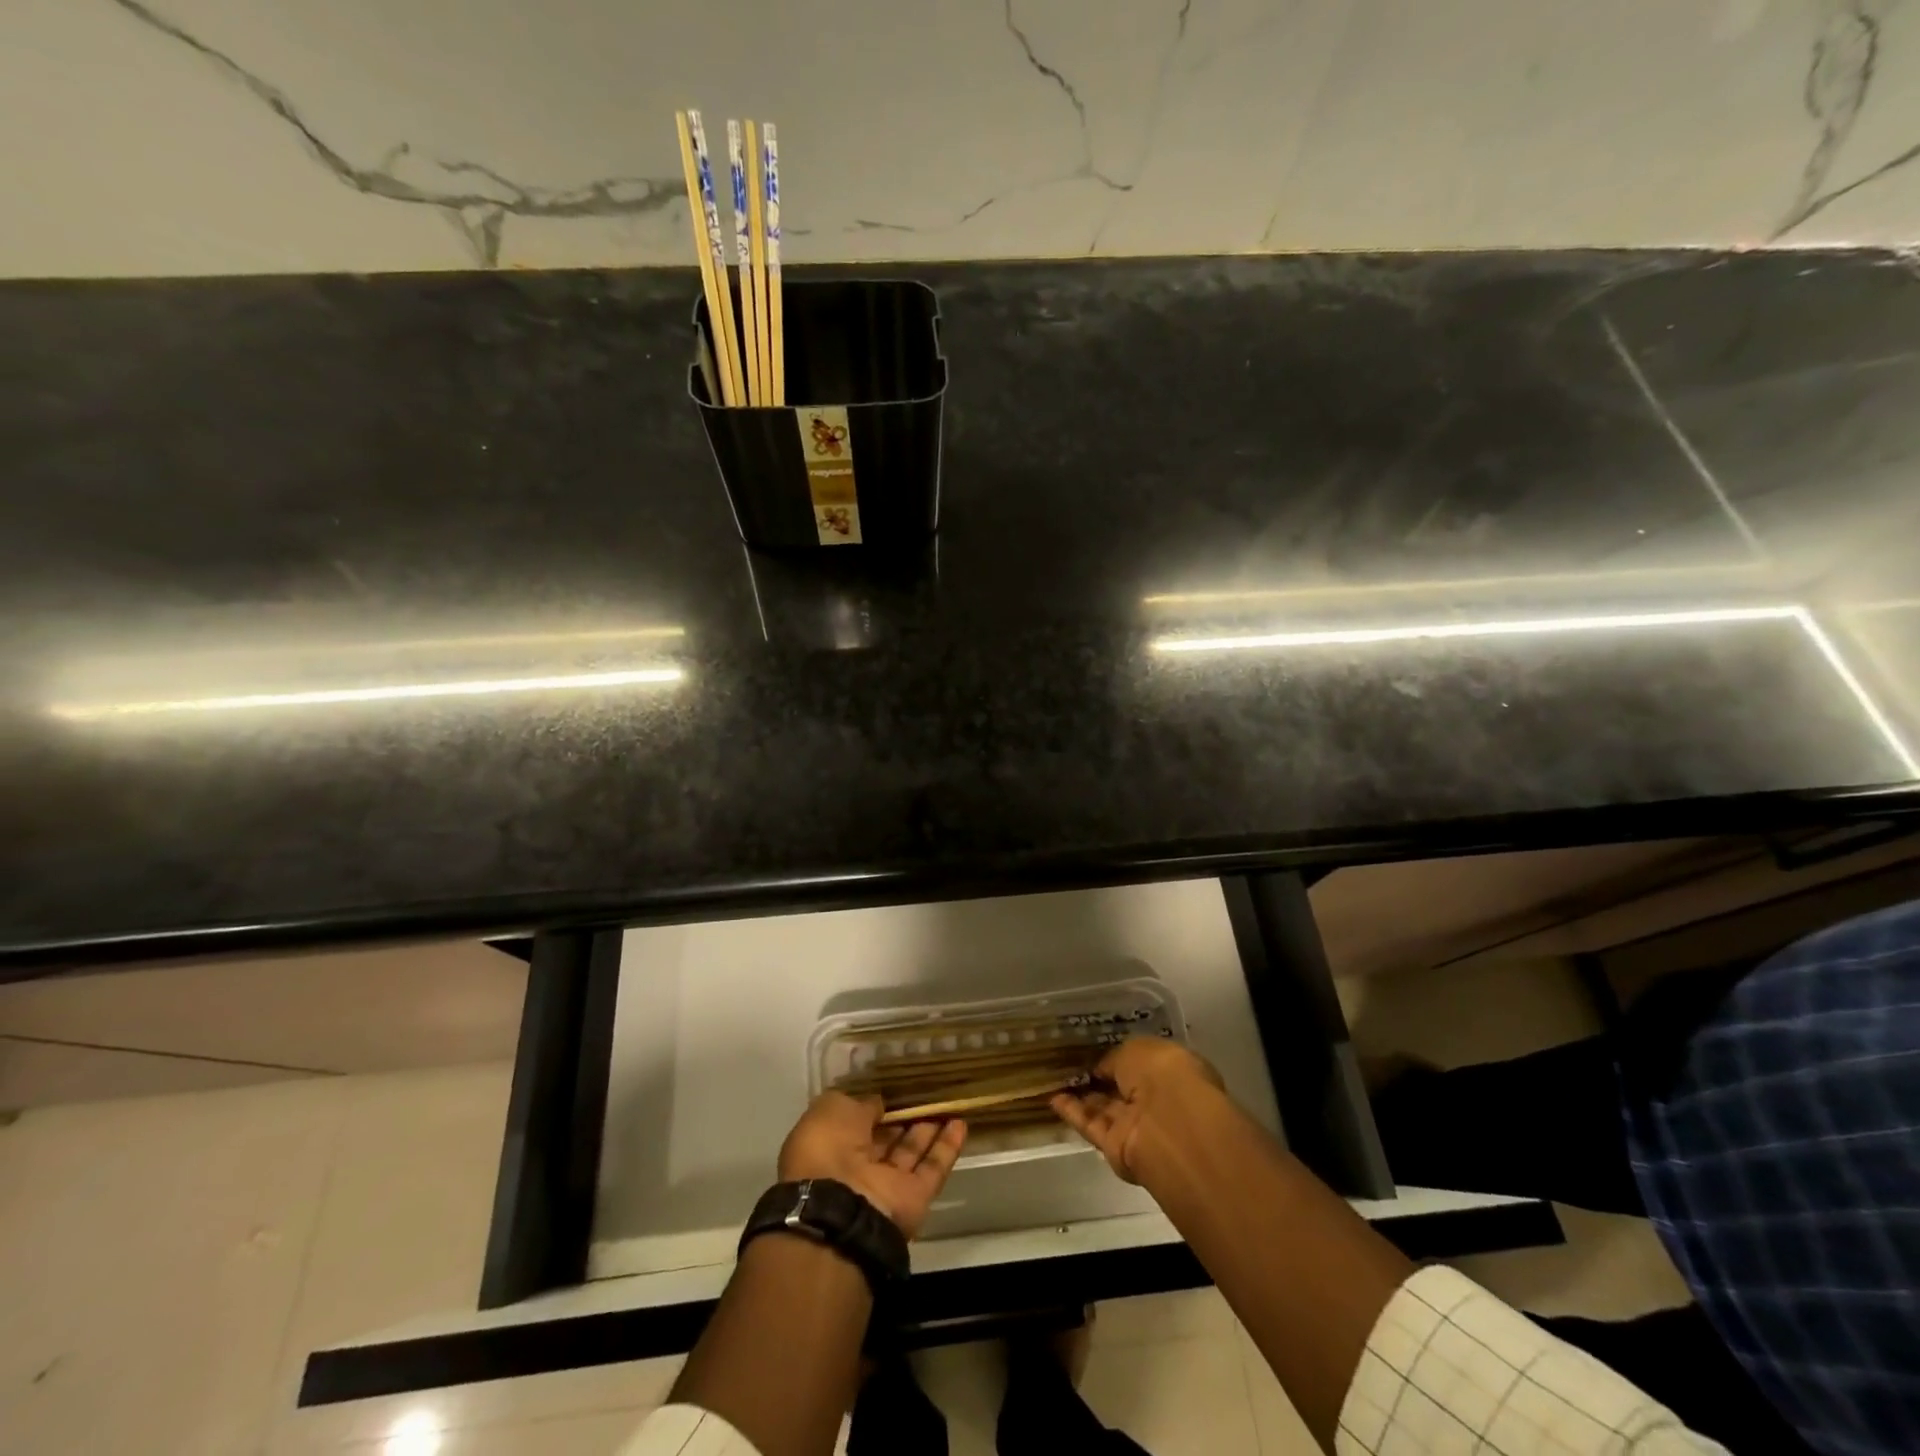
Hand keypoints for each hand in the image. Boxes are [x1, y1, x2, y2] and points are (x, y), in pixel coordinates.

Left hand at [777, 1091, 966, 1238]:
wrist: (839, 1208)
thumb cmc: (826, 1148)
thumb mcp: (833, 1109)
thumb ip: (860, 1104)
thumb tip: (878, 1104)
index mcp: (830, 1145)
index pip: (856, 1121)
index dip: (873, 1105)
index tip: (894, 1087)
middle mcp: (857, 1167)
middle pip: (886, 1138)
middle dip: (903, 1117)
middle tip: (925, 1092)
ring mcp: (887, 1185)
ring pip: (911, 1151)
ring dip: (928, 1128)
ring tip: (948, 1101)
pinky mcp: (914, 1199)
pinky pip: (933, 1168)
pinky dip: (947, 1147)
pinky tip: (961, 1123)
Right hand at [1052, 1038, 1223, 1182]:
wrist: (1170, 1126)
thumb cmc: (1163, 1074)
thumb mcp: (1137, 1049)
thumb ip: (1117, 1058)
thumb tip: (1102, 1068)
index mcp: (1171, 1072)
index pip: (1142, 1064)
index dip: (1118, 1058)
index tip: (1093, 1049)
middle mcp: (1156, 1101)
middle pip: (1121, 1089)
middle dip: (1099, 1078)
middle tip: (1067, 1062)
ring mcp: (1136, 1127)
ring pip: (1104, 1108)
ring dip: (1080, 1095)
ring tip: (1053, 1077)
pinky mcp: (1116, 1149)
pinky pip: (1092, 1126)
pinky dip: (1072, 1113)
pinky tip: (1051, 1097)